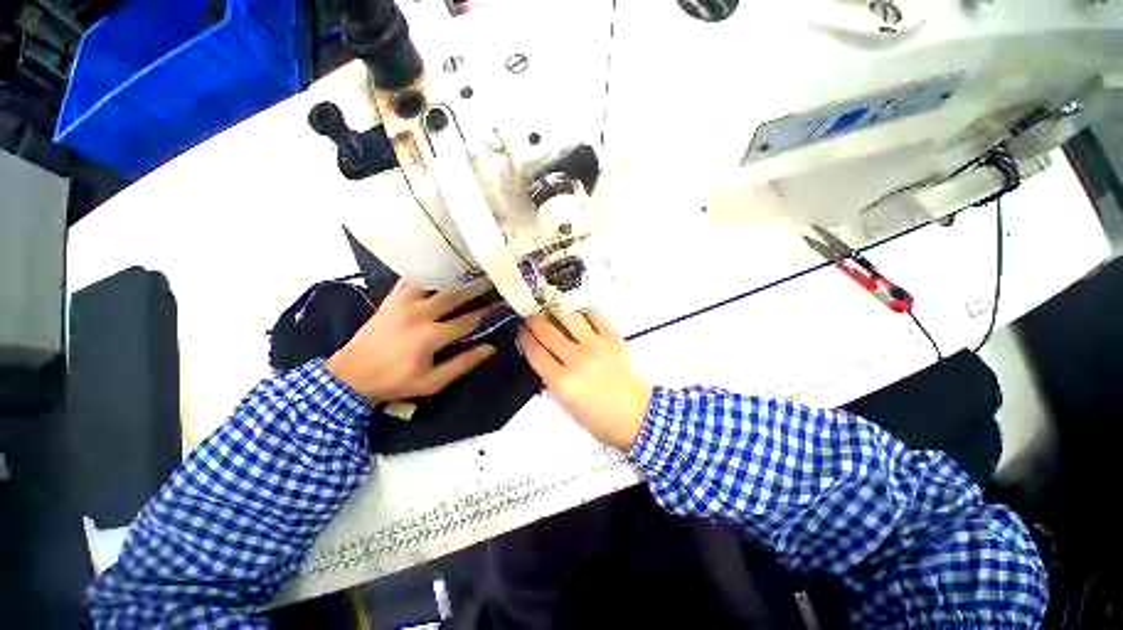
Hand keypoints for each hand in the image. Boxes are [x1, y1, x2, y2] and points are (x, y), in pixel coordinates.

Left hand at [325, 279, 496, 402]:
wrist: (354, 373)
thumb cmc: (394, 382)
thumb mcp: (431, 383)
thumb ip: (461, 365)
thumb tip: (489, 349)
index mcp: (431, 336)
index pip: (467, 320)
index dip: (488, 313)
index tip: (504, 305)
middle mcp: (419, 313)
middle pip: (454, 294)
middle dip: (476, 288)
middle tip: (492, 280)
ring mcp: (403, 301)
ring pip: (434, 281)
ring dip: (452, 277)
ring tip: (468, 272)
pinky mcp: (391, 297)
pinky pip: (413, 278)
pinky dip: (427, 274)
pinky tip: (438, 271)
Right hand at [519, 309, 652, 450]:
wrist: (638, 417)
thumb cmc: (601, 420)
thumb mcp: (567, 407)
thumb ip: (553, 381)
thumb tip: (543, 359)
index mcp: (562, 383)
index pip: (534, 351)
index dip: (524, 337)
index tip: (521, 330)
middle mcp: (576, 360)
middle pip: (546, 330)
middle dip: (534, 320)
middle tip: (530, 315)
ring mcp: (596, 346)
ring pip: (567, 316)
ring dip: (555, 311)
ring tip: (552, 311)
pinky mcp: (613, 338)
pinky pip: (593, 314)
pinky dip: (582, 312)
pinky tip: (578, 315)